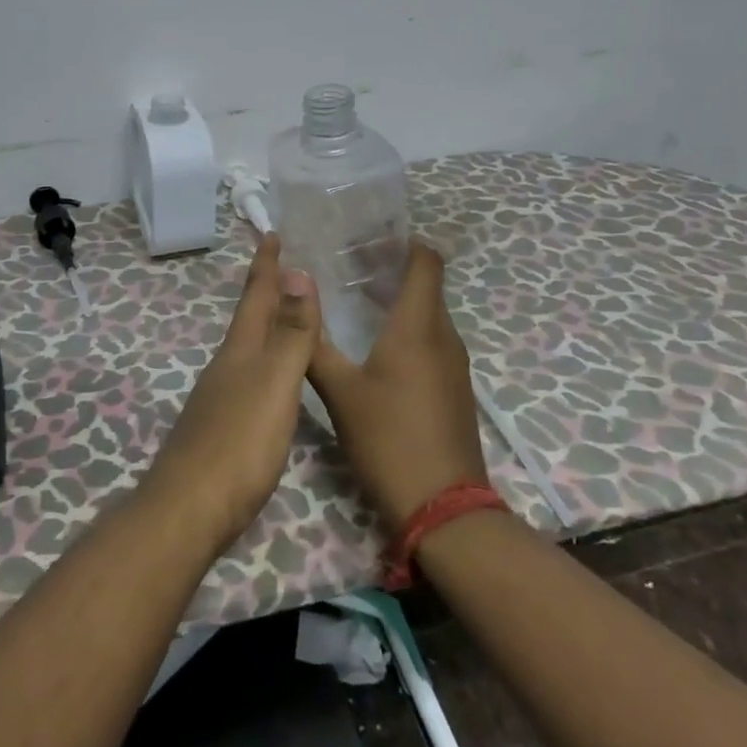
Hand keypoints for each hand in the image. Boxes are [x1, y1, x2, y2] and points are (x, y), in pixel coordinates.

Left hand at [142, 236, 320, 555]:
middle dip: (265, 291)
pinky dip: (264, 362)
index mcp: (240, 351)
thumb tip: (297, 273)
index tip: (269, 232)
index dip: (265, 266)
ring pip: (247, 348)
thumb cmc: (239, 442)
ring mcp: (220, 399)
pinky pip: (249, 378)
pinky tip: (271, 379)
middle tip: (281, 266)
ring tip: (284, 315)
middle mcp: (227, 367)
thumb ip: (290, 333)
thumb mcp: (274, 382)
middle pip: (248, 319)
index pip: (255, 296)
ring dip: (265, 325)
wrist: (190, 509)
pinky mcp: (222, 429)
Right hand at [307, 241, 487, 533]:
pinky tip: (376, 345)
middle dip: (392, 268)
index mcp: (419, 326)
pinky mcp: (454, 389)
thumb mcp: (340, 391)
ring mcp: (454, 365)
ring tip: (356, 299)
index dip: (403, 242)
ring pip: (429, 314)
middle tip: (349, 264)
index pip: (426, 261)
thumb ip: (314, 343)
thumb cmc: (389, 439)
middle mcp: (444, 336)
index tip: (368, 237)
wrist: (444, 509)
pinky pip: (432, 340)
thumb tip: (292, 298)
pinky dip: (407, 328)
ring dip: (399, 299)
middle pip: (426, 284)